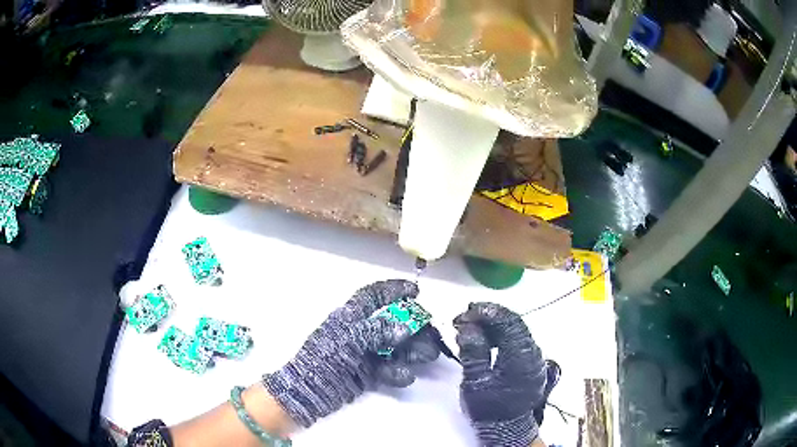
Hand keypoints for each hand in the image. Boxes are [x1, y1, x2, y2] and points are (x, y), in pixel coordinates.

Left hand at [263, 279, 438, 427]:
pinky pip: (389, 368)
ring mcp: (365, 353)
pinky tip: (405, 376)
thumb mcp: (348, 338)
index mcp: (351, 316)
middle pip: (392, 323)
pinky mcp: (368, 373)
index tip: (416, 290)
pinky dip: (399, 371)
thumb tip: (404, 326)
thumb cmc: (325, 358)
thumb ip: (376, 330)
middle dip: (413, 326)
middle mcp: (361, 332)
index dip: (393, 289)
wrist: (310, 391)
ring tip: (427, 356)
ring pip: (395, 346)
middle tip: (430, 333)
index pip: (374, 296)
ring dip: (413, 350)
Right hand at [454, 303, 547, 446]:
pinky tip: (484, 338)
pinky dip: (499, 334)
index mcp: (521, 357)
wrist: (505, 427)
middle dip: (488, 316)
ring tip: (470, 326)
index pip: (509, 323)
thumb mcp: (475, 382)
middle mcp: (533, 353)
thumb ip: (473, 353)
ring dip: (493, 324)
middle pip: (514, 323)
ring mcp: (534, 357)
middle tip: (464, 317)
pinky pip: (516, 339)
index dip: (488, 312)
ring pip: (515, 330)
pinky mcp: (530, 362)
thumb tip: (468, 327)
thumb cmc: (488, 407)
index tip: (466, 312)